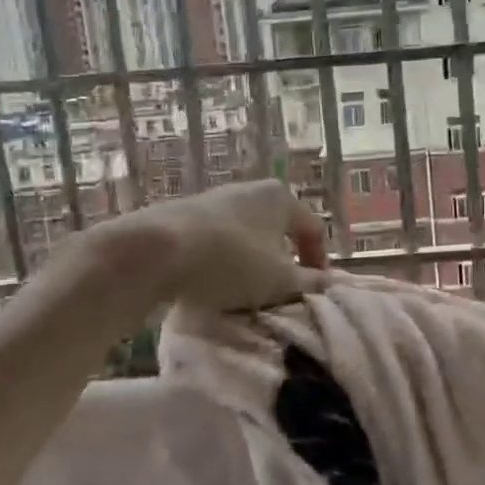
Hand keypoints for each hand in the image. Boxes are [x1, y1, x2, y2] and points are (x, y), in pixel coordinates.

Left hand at [106, 179, 329, 313]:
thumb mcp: (279, 281)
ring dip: (251, 263)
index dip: (319, 262)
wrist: (156, 250)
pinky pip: (216, 240)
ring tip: (244, 293)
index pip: (313, 229)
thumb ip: (308, 283)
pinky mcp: (185, 214)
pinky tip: (212, 283)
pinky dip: (222, 261)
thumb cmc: (232, 261)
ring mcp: (214, 200)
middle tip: (280, 292)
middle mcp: (250, 190)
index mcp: (281, 198)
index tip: (314, 291)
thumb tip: (328, 285)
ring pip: (246, 235)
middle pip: (278, 230)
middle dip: (282, 262)